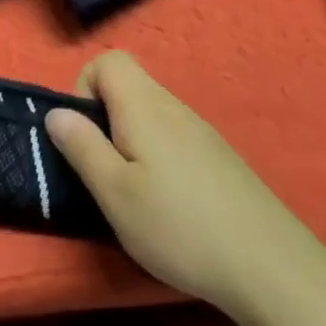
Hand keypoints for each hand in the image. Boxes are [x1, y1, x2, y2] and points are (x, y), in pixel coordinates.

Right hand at [45, 50, 311, 319]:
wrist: (270, 266)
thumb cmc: (179, 226)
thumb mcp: (115, 194)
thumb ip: (82, 147)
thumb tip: (56, 112)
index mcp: (143, 105)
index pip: (107, 60)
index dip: (84, 88)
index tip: (83, 135)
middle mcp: (173, 106)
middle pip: (128, 85)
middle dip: (104, 119)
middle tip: (103, 170)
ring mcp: (200, 130)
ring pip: (150, 113)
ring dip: (130, 140)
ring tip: (134, 192)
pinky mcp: (218, 156)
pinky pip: (173, 136)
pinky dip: (157, 155)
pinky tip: (169, 203)